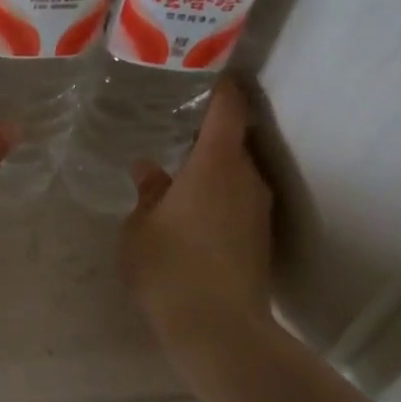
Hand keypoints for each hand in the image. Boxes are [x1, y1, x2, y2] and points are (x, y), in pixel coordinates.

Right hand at [119, 76, 273, 336]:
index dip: (222, 87)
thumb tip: (150, 170)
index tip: (209, 72)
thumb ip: (146, 194)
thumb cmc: (168, 268)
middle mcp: (246, 179)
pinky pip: (239, 202)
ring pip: (237, 175)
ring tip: (180, 174)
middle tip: (174, 130)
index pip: (227, 110)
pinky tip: (193, 215)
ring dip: (213, 170)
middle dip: (208, 134)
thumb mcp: (139, 228)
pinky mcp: (261, 239)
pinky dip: (219, 198)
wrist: (218, 329)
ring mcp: (258, 211)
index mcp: (215, 165)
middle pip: (232, 142)